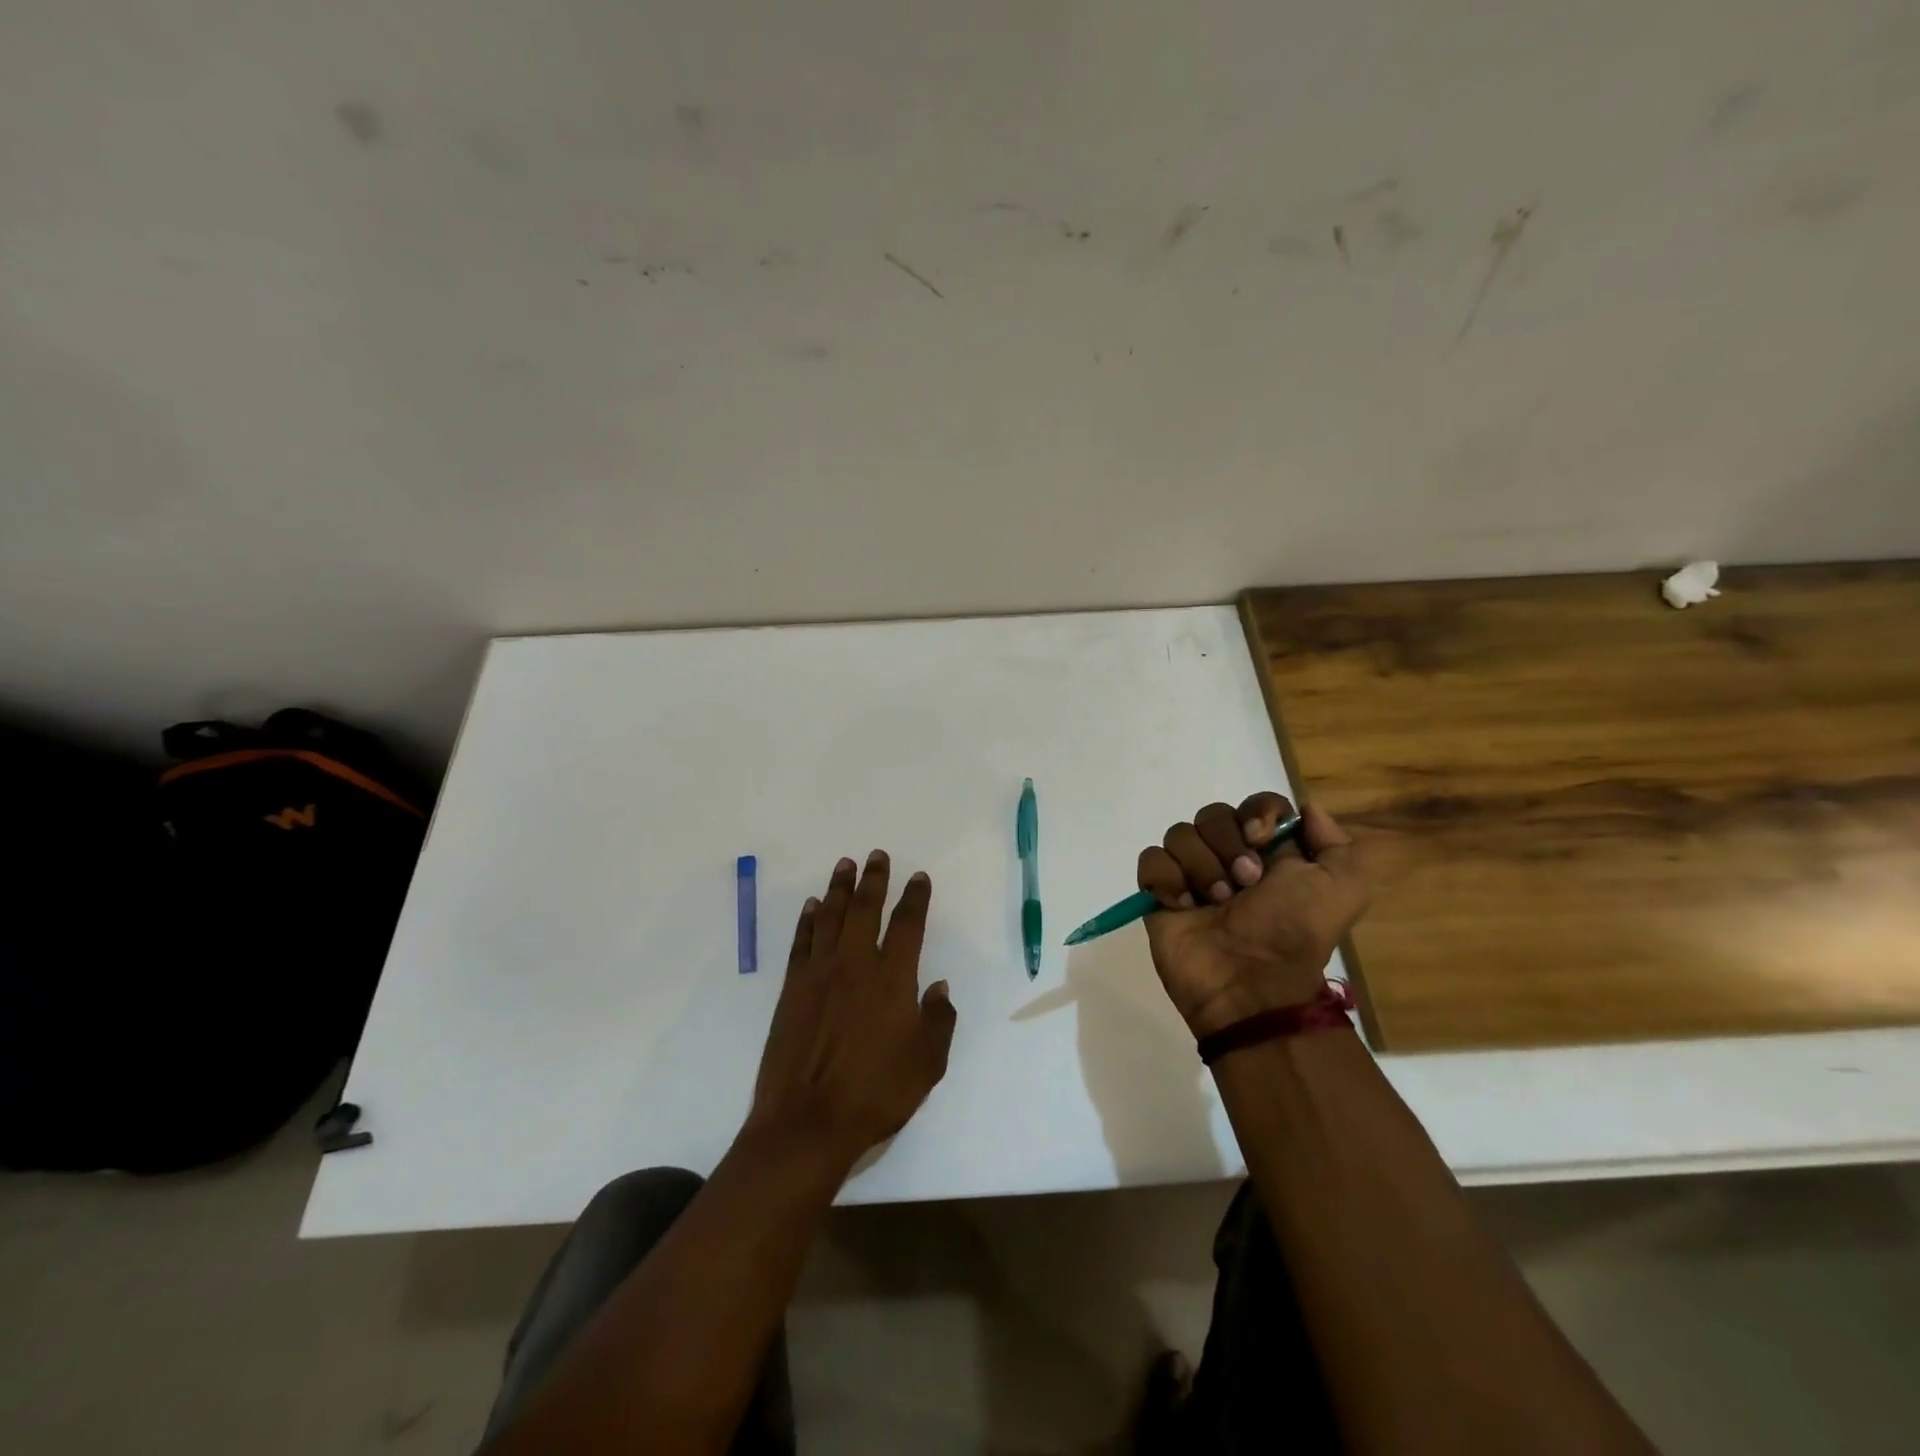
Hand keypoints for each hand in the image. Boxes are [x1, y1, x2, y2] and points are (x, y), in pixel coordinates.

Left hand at [746, 851, 957, 1172]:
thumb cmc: (875, 1094)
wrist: (807, 1122)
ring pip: (831, 918)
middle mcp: (856, 965)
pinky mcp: (793, 989)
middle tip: (876, 855)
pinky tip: (813, 907)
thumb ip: (938, 1021)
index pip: (908, 925)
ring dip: (839, 889)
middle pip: (865, 909)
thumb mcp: (927, 1064)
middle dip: (873, 879)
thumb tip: (939, 988)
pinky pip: (802, 942)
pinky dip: (808, 921)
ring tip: (844, 865)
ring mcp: (820, 974)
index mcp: (893, 979)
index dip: (915, 898)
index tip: (918, 878)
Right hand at [1137, 795, 1368, 1037]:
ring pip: (1180, 833)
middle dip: (1227, 844)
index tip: (1260, 837)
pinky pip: (1151, 860)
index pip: (1257, 804)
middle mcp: (1228, 857)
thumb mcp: (1343, 890)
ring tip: (1215, 903)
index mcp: (1270, 852)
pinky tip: (1184, 906)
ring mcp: (1191, 874)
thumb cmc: (1293, 934)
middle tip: (1244, 883)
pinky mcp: (1159, 893)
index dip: (1257, 812)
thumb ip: (1339, 845)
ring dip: (1201, 866)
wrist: (1250, 986)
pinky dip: (1167, 879)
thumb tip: (1307, 810)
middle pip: (1213, 814)